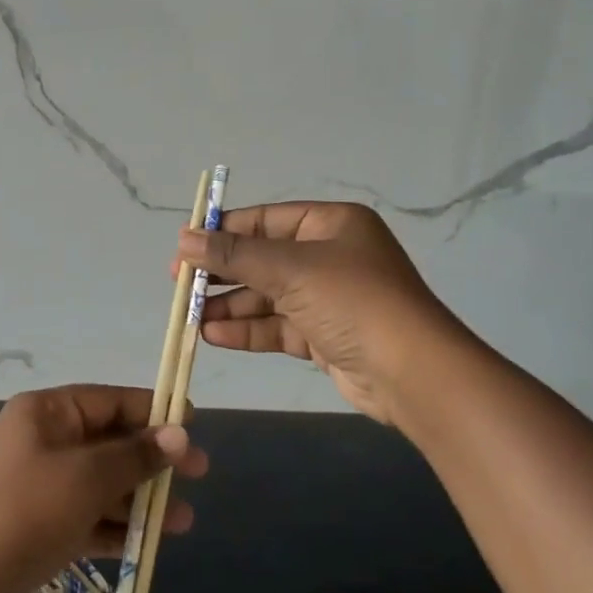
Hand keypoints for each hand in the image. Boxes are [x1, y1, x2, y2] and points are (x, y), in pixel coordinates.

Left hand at [0, 386, 208, 592]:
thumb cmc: (26, 511)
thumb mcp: (88, 477)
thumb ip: (136, 455)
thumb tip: (178, 432)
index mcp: (48, 412)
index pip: (111, 400)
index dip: (153, 409)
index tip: (193, 423)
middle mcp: (42, 439)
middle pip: (109, 441)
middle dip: (153, 459)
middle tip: (199, 473)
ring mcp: (38, 484)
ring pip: (101, 482)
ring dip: (140, 498)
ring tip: (183, 520)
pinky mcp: (37, 524)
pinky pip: (85, 515)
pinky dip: (114, 525)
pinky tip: (148, 541)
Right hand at [178, 201, 466, 424]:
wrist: (412, 373)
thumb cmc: (352, 300)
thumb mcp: (290, 269)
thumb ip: (234, 254)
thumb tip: (183, 238)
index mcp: (331, 224)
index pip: (265, 220)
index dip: (223, 232)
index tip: (184, 247)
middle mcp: (330, 256)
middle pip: (263, 259)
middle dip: (222, 273)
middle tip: (180, 284)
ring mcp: (327, 298)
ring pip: (267, 296)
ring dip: (230, 305)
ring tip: (190, 316)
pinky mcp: (324, 336)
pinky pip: (277, 326)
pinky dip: (247, 329)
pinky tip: (213, 334)